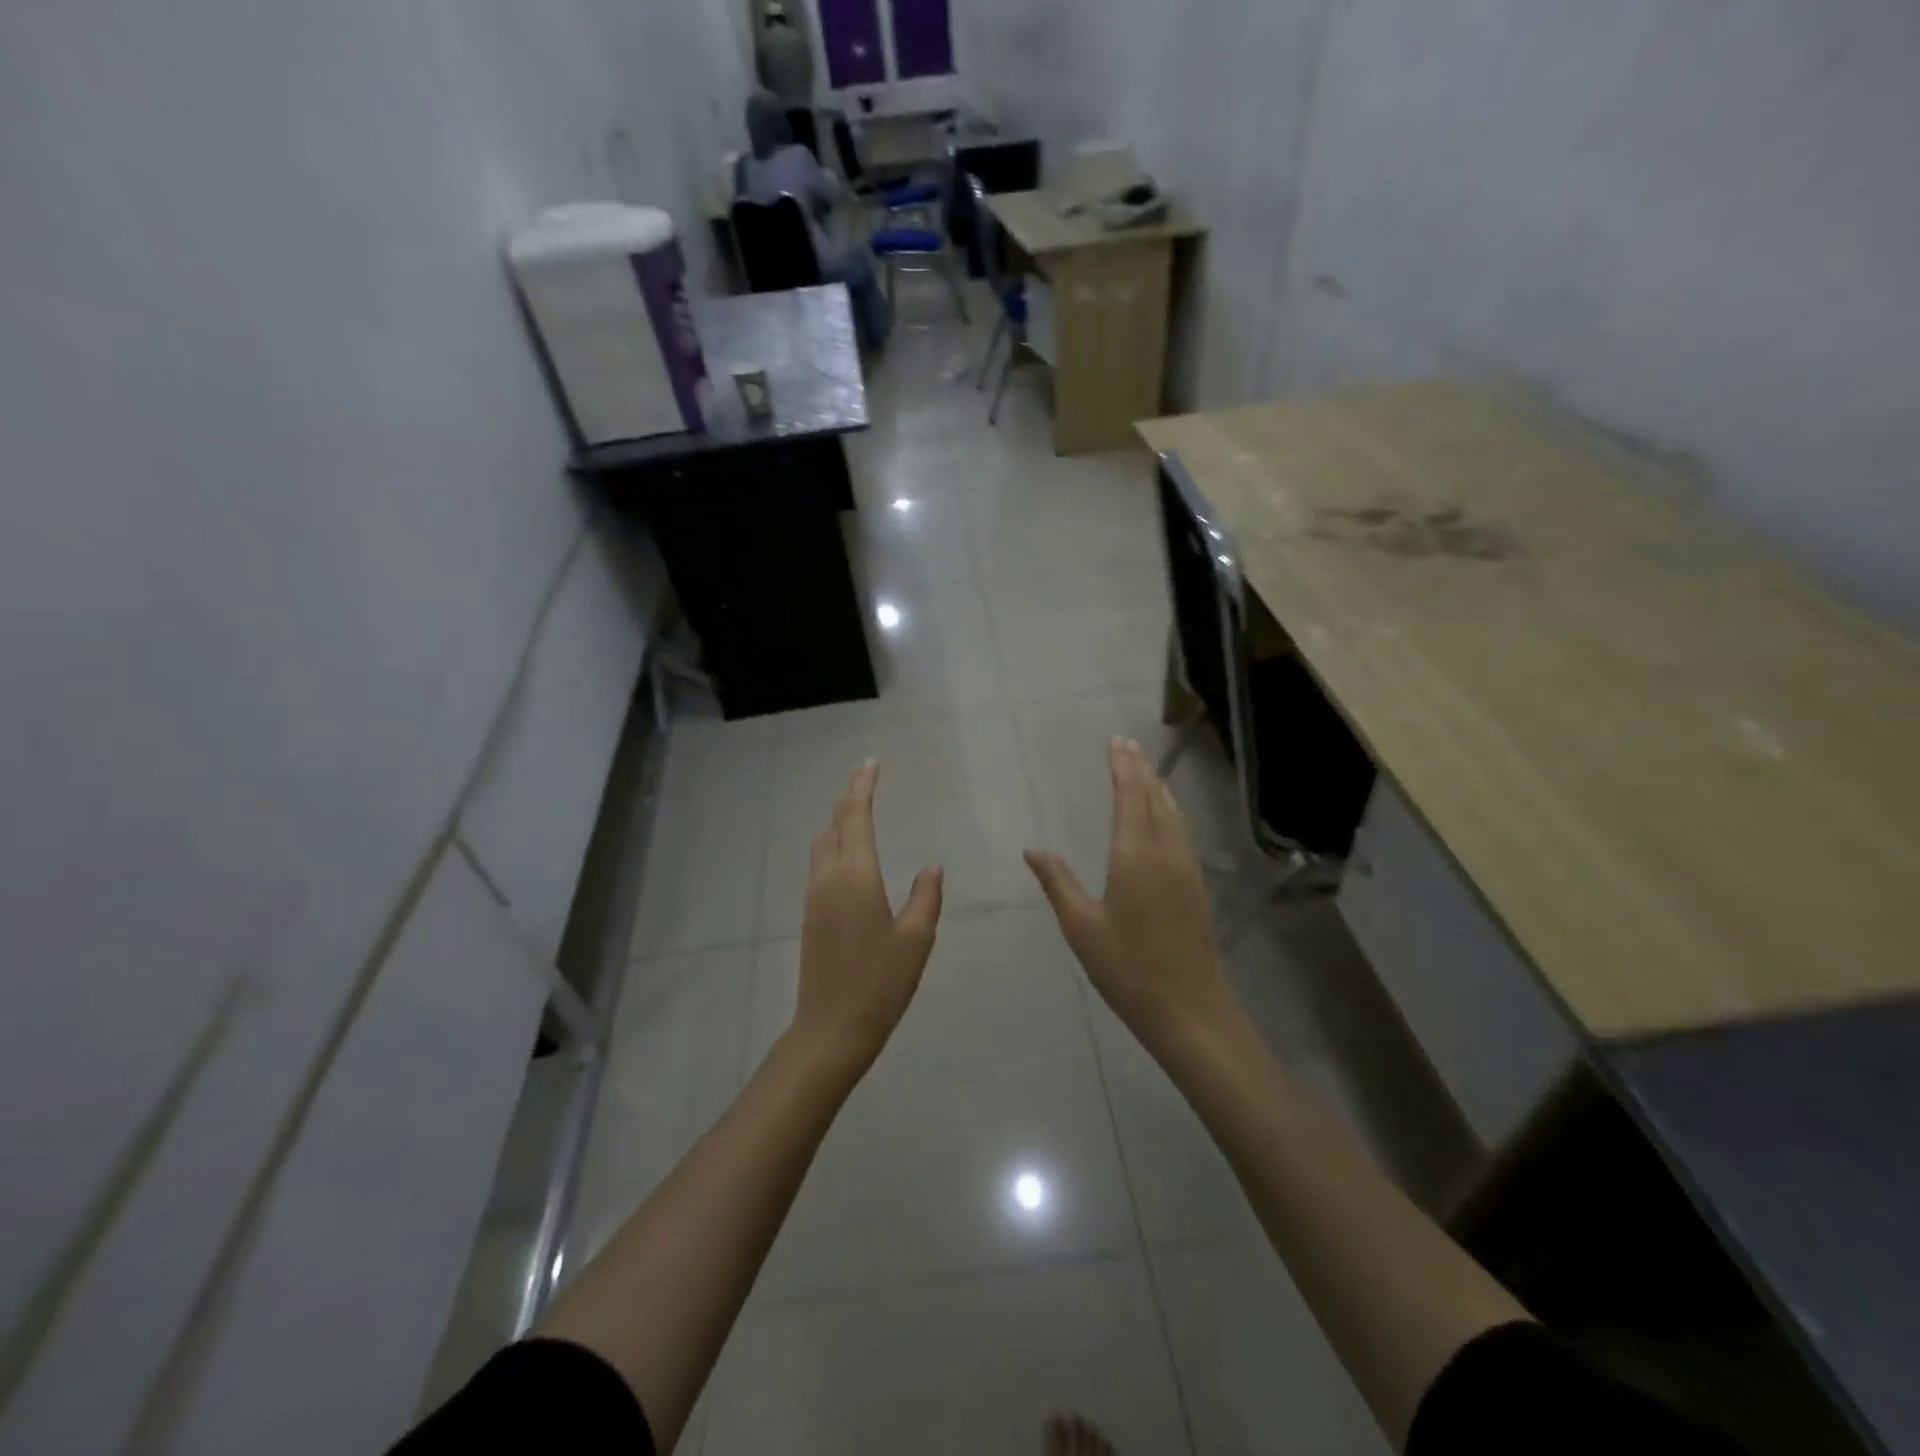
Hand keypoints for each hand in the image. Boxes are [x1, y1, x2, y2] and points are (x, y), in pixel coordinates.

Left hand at [793, 760, 943, 1068]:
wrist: (831, 1028)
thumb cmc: (880, 983)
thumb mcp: (916, 940)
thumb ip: (925, 897)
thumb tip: (932, 867)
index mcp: (855, 876)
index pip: (856, 817)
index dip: (863, 787)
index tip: (871, 763)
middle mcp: (828, 878)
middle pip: (835, 824)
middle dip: (849, 797)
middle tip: (865, 776)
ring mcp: (814, 897)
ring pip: (822, 844)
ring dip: (838, 821)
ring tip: (858, 810)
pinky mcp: (810, 915)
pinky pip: (820, 864)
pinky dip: (834, 845)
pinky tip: (848, 854)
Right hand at [1025, 738, 1238, 1057]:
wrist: (1189, 1009)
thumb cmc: (1127, 968)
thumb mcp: (1082, 927)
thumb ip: (1058, 883)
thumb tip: (1033, 849)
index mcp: (1136, 856)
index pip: (1130, 798)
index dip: (1123, 768)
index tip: (1116, 742)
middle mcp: (1166, 853)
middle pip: (1155, 799)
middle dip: (1141, 769)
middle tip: (1128, 744)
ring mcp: (1186, 869)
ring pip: (1173, 815)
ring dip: (1158, 788)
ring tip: (1146, 770)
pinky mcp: (1195, 887)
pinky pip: (1181, 832)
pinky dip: (1169, 811)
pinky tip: (1165, 817)